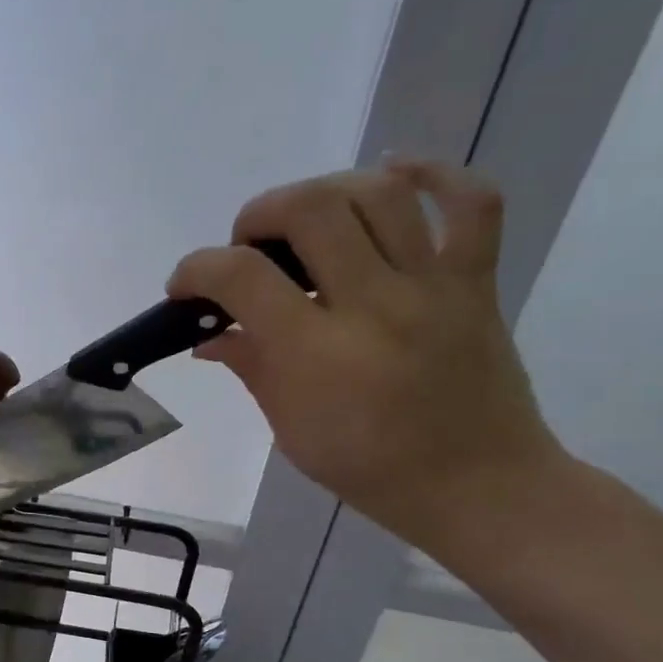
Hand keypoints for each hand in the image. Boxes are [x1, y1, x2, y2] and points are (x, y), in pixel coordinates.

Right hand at [168, 160, 562, 549]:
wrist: (478, 487)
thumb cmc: (372, 471)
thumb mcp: (292, 431)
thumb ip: (250, 369)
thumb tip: (209, 335)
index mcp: (317, 355)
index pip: (242, 278)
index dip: (197, 268)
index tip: (184, 285)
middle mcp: (374, 305)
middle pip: (310, 209)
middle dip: (259, 214)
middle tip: (249, 246)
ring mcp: (432, 287)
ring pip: (379, 193)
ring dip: (325, 191)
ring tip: (307, 219)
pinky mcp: (476, 282)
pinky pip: (472, 203)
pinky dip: (435, 174)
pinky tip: (394, 175)